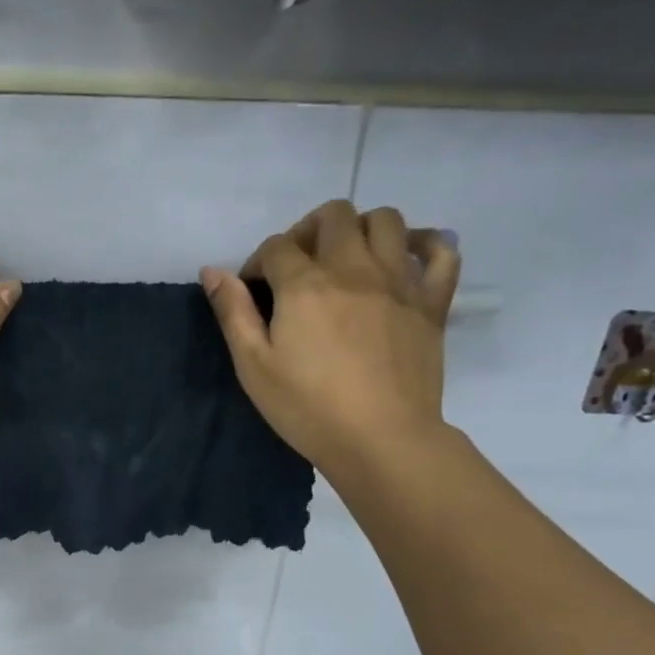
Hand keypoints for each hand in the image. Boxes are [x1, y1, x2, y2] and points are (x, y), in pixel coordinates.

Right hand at [200, 199, 459, 469]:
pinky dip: (425, 243)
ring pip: (385, 220)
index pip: (277, 246)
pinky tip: (406, 257)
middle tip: (299, 266)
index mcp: (305, 285)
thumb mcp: (253, 366)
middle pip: (333, 215)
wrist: (380, 439)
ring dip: (360, 227)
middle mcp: (354, 268)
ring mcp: (399, 280)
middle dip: (307, 231)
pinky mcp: (432, 301)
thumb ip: (233, 313)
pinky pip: (441, 251)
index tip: (254, 292)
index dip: (258, 262)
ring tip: (347, 258)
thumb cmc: (307, 408)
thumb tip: (212, 271)